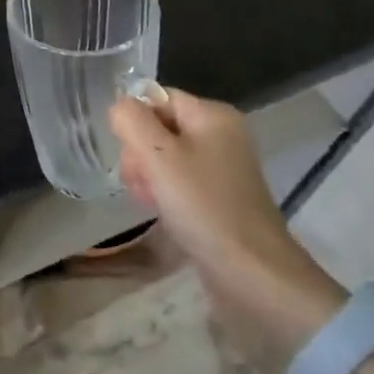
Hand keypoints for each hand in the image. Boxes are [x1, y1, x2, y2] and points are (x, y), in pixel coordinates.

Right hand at [111, 88, 346, 372]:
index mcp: (213, 115)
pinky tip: (161, 211)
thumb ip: (131, 120)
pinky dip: (165, 192)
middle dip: (140, 152)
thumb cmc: (204, 206)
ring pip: (165, 156)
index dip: (136, 122)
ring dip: (149, 175)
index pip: (157, 98)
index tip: (132, 155)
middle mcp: (222, 134)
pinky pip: (180, 181)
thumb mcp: (158, 155)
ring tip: (150, 201)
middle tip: (140, 183)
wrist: (253, 274)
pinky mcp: (220, 197)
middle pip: (160, 126)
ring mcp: (223, 167)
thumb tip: (120, 107)